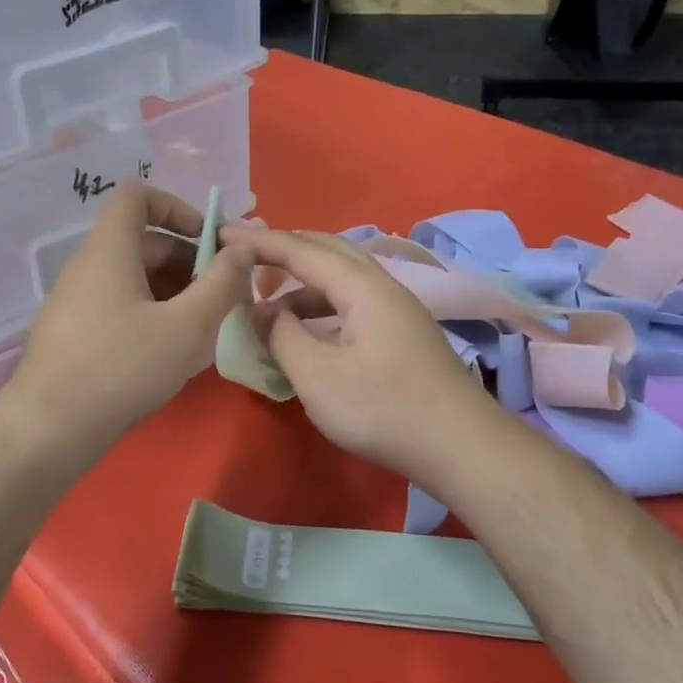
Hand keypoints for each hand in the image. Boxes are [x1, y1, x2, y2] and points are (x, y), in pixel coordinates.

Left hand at [4, 185, 250, 450]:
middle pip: (142, 242)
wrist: (50, 428)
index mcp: (109, 251)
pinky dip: (150, 314)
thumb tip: (243, 249)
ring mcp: (75, 302)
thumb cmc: (123, 368)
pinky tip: (171, 352)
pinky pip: (118, 306)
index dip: (177, 207)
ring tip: (204, 329)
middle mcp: (87, 267)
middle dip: (189, 261)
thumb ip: (221, 284)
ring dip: (174, 292)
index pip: (136, 196)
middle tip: (222, 297)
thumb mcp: (187, 327)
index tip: (209, 241)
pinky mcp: (73, 334)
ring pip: (133, 279)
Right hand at [218, 226, 495, 482]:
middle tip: (244, 261)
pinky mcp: (402, 337)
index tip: (222, 235)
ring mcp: (397, 312)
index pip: (302, 250)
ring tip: (266, 306)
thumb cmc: (383, 409)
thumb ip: (282, 337)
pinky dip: (320, 309)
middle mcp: (383, 287)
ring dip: (301, 286)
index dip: (259, 242)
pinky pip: (351, 305)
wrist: (460, 447)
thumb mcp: (317, 376)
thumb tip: (262, 312)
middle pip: (327, 252)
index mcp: (362, 287)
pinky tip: (306, 334)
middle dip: (283, 251)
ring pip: (341, 281)